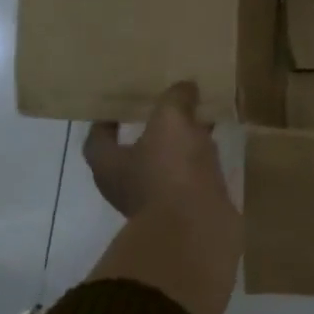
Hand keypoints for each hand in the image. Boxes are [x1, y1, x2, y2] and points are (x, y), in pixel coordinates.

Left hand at [83, 83, 240, 313]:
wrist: (198, 228)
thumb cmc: (171, 172)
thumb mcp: (171, 122)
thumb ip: (175, 100)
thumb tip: (184, 86)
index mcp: (108, 164)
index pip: (98, 137)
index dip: (107, 120)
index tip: (121, 104)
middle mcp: (125, 186)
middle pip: (132, 154)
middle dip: (150, 134)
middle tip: (168, 111)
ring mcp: (156, 203)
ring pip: (164, 168)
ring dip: (178, 151)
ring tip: (200, 126)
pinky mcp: (184, 213)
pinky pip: (189, 182)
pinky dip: (198, 167)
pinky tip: (215, 152)